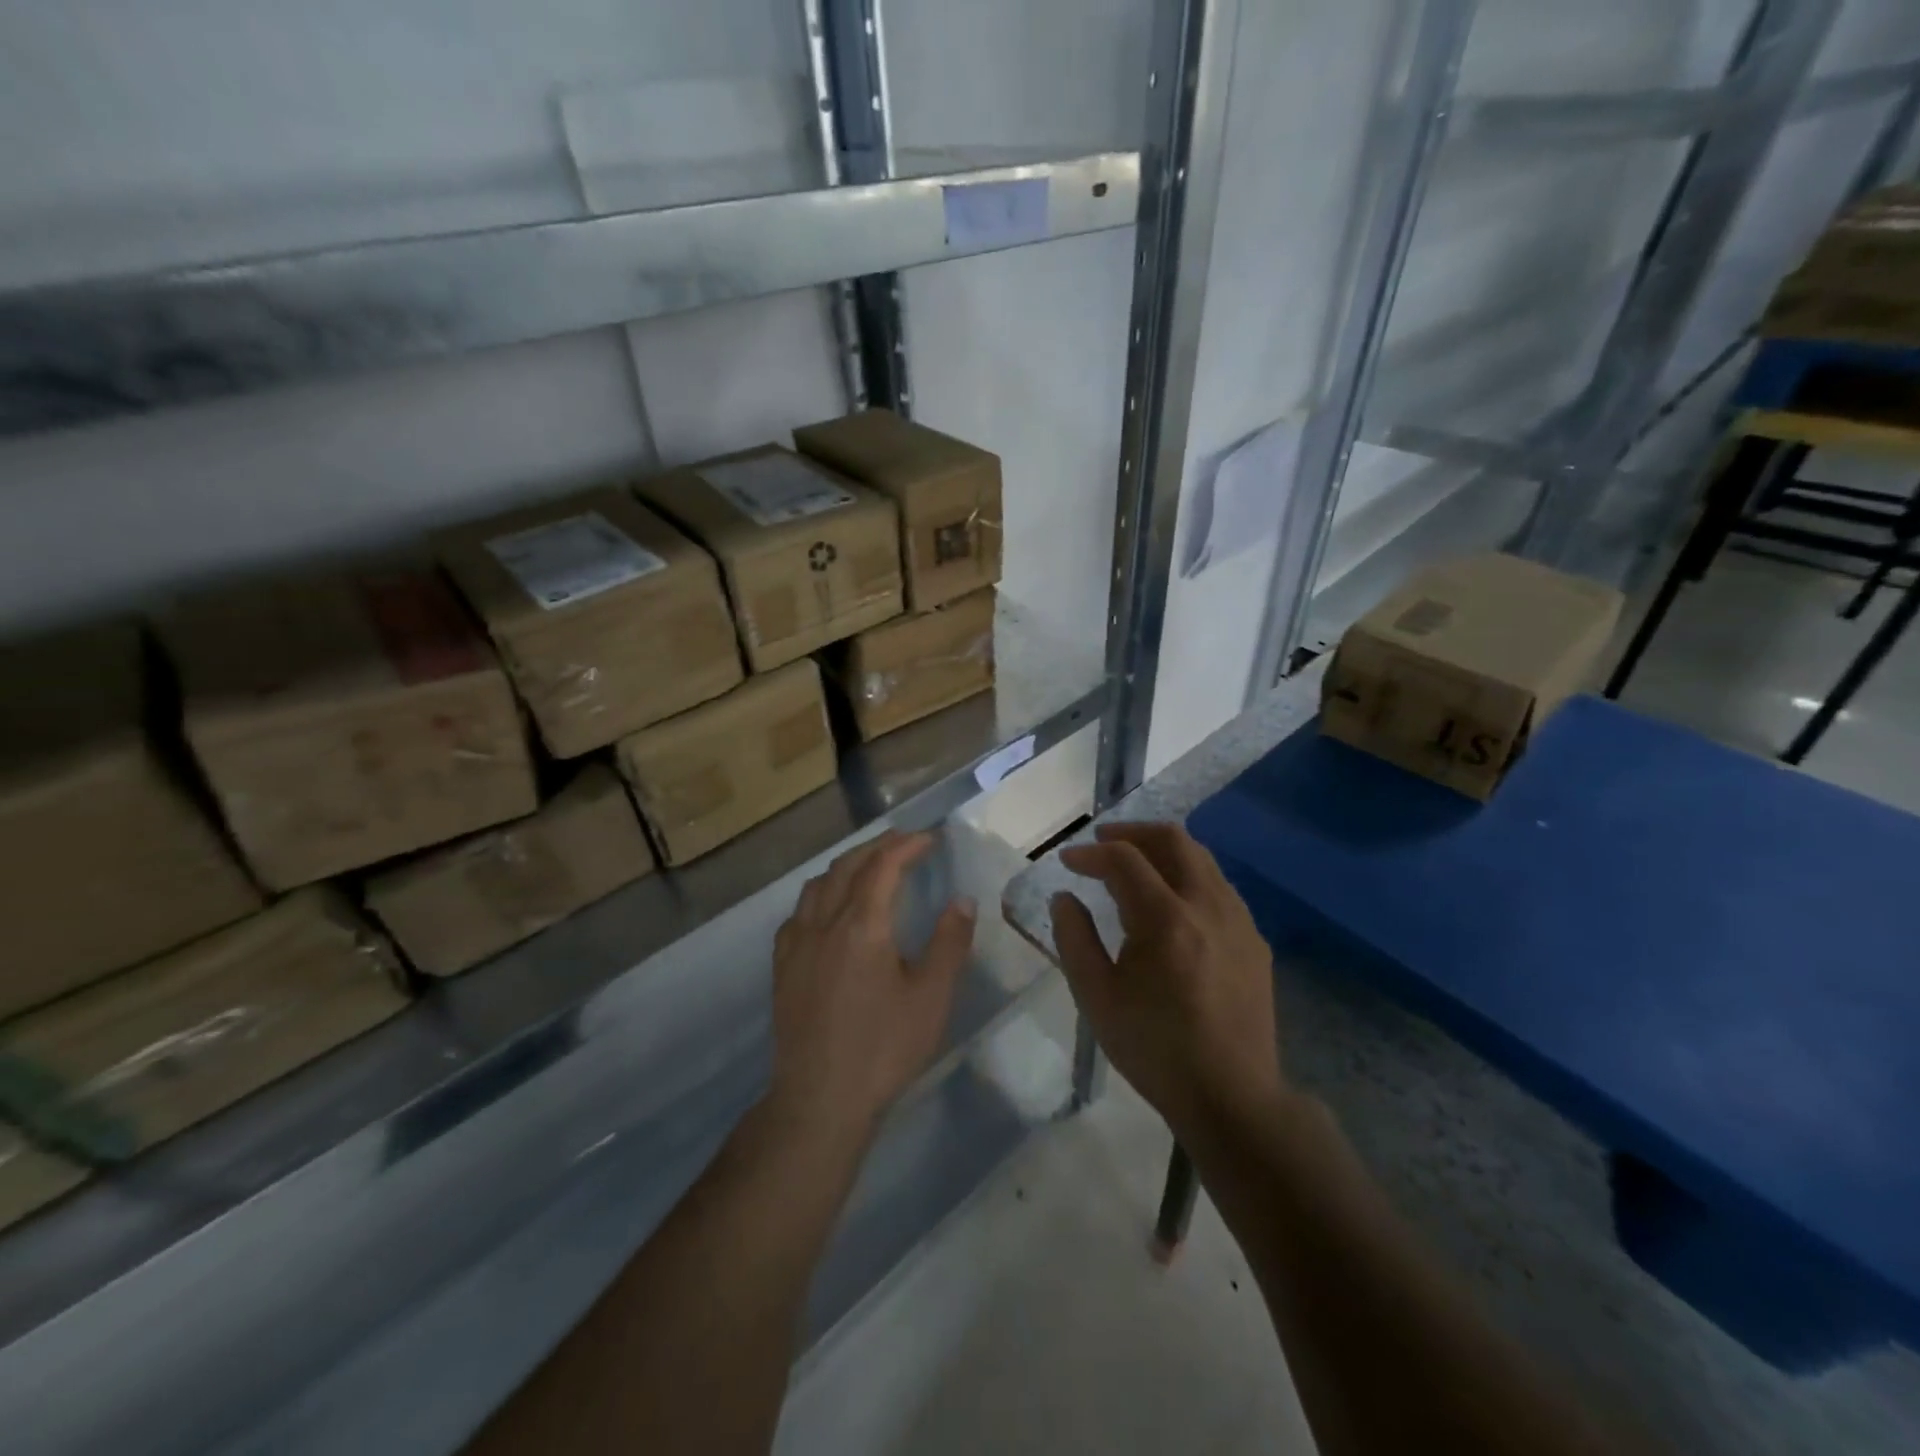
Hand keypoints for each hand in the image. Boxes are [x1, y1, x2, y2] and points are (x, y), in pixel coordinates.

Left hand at [767, 831, 975, 1150]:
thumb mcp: (931, 998)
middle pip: (847, 866)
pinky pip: (799, 913)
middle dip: (877, 847)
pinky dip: (820, 895)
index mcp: (862, 925)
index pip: (883, 866)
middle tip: (904, 843)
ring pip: (818, 885)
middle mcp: (824, 923)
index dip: (907, 845)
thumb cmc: (883, 1049)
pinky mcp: (782, 967)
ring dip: (846, 866)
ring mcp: (796, 944)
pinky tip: (828, 911)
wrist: (819, 1099)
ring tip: (869, 868)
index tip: (929, 839)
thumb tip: (962, 900)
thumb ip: (949, 943)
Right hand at [1052, 822, 1286, 1144]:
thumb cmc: (1155, 1048)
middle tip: (1102, 842)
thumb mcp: (1097, 998)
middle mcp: (1207, 905)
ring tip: (1135, 864)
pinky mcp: (1254, 940)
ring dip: (1163, 850)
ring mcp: (1238, 920)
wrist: (1232, 1097)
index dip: (1090, 853)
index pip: (1124, 859)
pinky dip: (1188, 875)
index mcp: (1165, 918)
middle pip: (1173, 839)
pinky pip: (1219, 886)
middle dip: (1132, 832)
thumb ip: (1074, 938)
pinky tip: (1172, 901)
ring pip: (1201, 858)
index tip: (1067, 861)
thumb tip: (1064, 897)